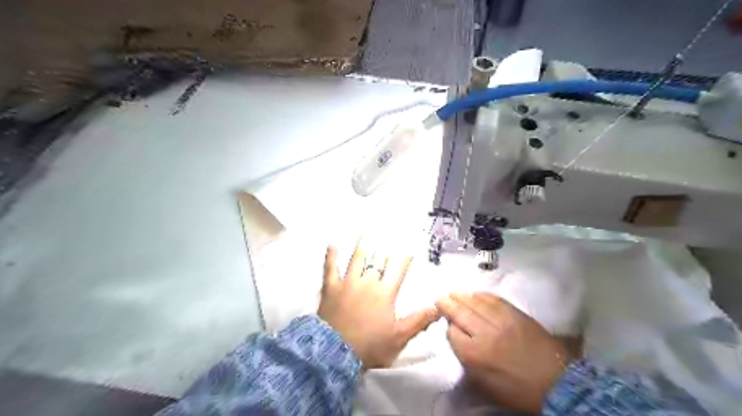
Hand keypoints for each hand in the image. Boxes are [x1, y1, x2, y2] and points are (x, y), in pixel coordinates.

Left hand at [318, 241, 438, 367]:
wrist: (336, 354)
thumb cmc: (370, 345)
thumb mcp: (399, 337)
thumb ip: (419, 320)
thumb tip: (439, 307)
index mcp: (385, 292)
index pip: (398, 269)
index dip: (405, 257)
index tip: (410, 246)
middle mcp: (368, 282)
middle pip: (378, 261)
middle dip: (385, 249)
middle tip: (389, 234)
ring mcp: (348, 283)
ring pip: (357, 259)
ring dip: (363, 245)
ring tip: (366, 232)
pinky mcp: (331, 288)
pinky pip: (330, 268)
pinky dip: (331, 256)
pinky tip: (332, 245)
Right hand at [436, 290, 572, 414]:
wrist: (555, 383)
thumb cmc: (516, 389)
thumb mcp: (484, 383)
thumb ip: (466, 358)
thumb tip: (458, 336)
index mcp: (475, 355)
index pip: (452, 332)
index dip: (449, 327)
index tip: (449, 325)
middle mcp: (485, 334)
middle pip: (460, 313)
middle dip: (448, 304)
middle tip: (441, 298)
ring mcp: (501, 321)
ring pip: (476, 302)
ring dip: (462, 296)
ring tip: (454, 292)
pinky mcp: (516, 314)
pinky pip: (494, 299)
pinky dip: (482, 295)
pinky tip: (476, 293)